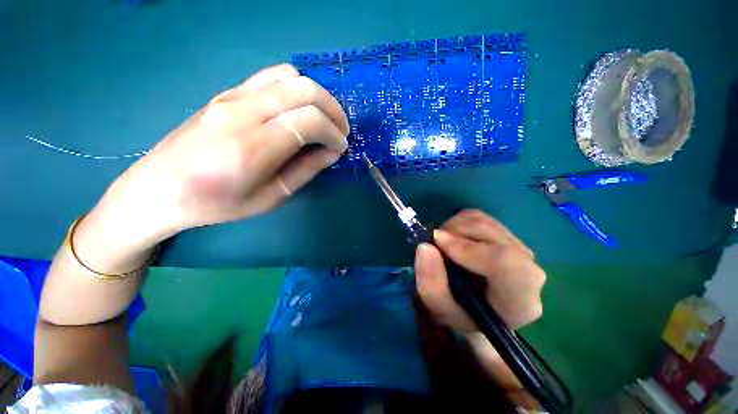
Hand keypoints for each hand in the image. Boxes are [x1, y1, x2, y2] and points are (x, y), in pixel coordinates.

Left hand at [89, 64, 349, 251]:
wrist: (158, 189)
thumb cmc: (216, 204)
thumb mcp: (270, 198)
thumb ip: (305, 170)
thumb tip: (333, 152)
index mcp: (252, 147)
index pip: (309, 121)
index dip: (334, 132)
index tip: (341, 147)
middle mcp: (242, 112)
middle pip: (304, 89)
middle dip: (332, 108)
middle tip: (340, 130)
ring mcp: (231, 96)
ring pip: (289, 76)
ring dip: (316, 95)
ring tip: (323, 119)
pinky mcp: (226, 92)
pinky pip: (271, 77)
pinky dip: (296, 90)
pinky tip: (299, 111)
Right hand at [414, 210, 544, 390]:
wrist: (480, 309)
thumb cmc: (462, 314)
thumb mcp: (440, 309)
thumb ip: (431, 283)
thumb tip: (425, 245)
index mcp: (519, 300)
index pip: (507, 263)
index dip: (468, 248)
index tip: (437, 242)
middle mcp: (528, 270)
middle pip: (490, 234)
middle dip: (453, 233)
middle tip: (434, 245)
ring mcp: (519, 247)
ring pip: (482, 221)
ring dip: (453, 227)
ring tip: (442, 245)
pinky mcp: (506, 234)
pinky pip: (478, 217)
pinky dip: (458, 223)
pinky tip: (453, 239)